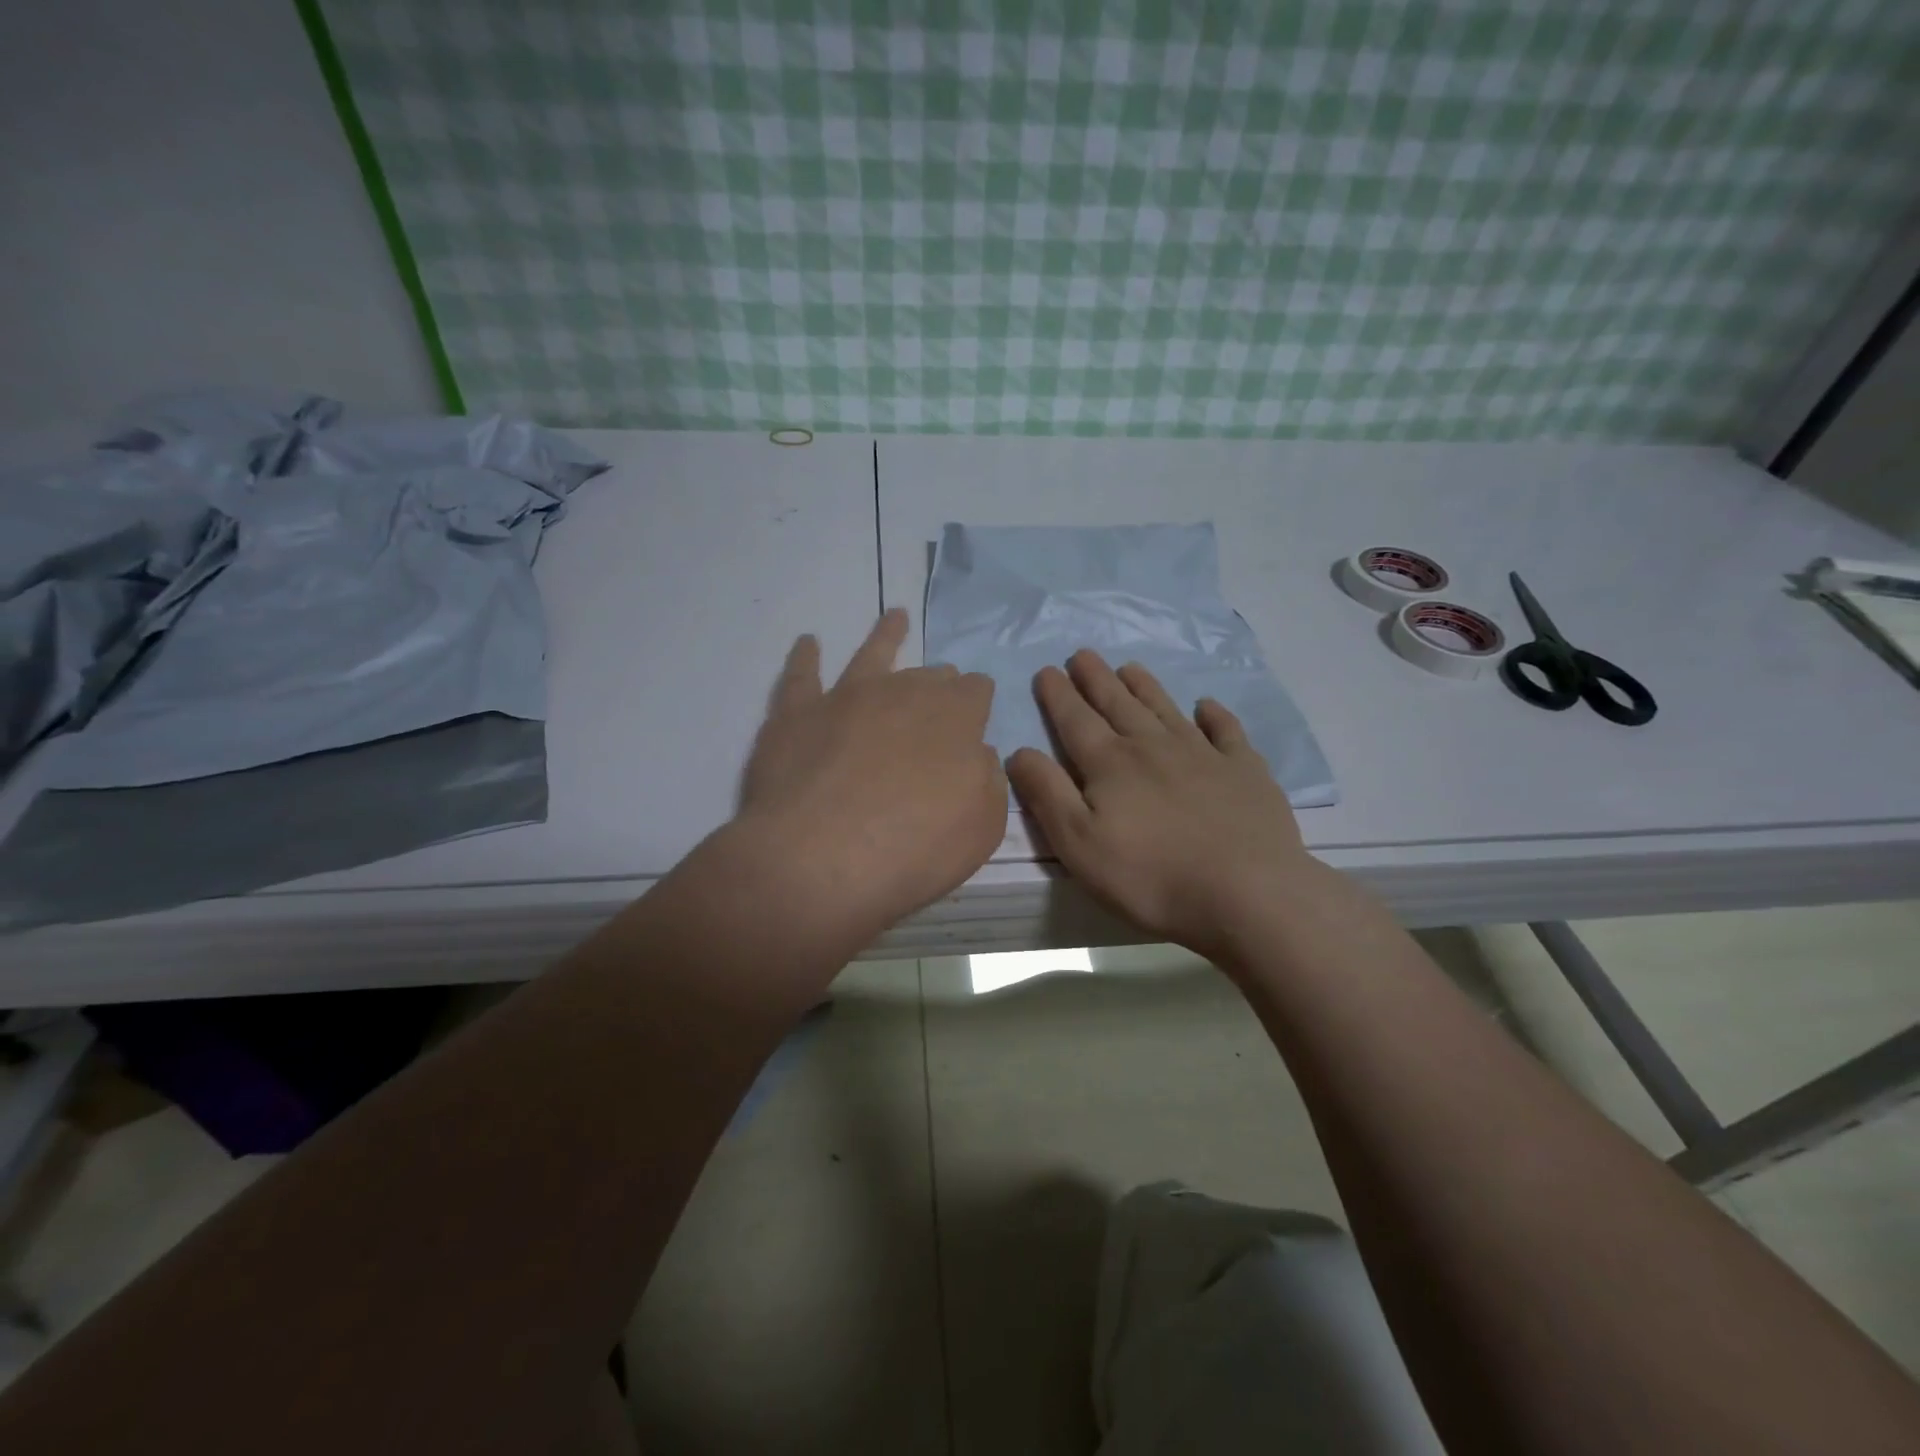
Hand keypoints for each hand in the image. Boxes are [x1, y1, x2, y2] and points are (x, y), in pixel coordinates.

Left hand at [735, 608, 1006, 946]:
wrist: (819, 860)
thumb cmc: (912, 850)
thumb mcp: (982, 828)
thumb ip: (988, 781)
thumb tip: (977, 754)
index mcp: (955, 717)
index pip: (976, 691)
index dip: (977, 701)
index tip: (975, 716)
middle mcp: (903, 693)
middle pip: (928, 676)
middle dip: (938, 681)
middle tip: (939, 691)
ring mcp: (846, 698)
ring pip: (871, 655)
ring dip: (885, 636)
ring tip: (894, 618)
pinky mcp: (797, 714)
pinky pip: (801, 676)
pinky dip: (805, 657)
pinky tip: (808, 643)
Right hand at [1006, 650, 1311, 958]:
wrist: (1246, 893)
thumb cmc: (1150, 877)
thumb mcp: (1079, 844)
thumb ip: (1047, 794)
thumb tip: (1019, 751)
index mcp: (1110, 764)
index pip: (1076, 720)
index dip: (1058, 695)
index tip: (1048, 670)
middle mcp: (1153, 747)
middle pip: (1118, 704)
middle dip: (1096, 679)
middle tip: (1083, 654)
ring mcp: (1203, 755)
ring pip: (1165, 709)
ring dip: (1145, 687)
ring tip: (1129, 667)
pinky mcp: (1244, 771)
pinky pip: (1226, 732)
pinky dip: (1214, 715)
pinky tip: (1206, 705)